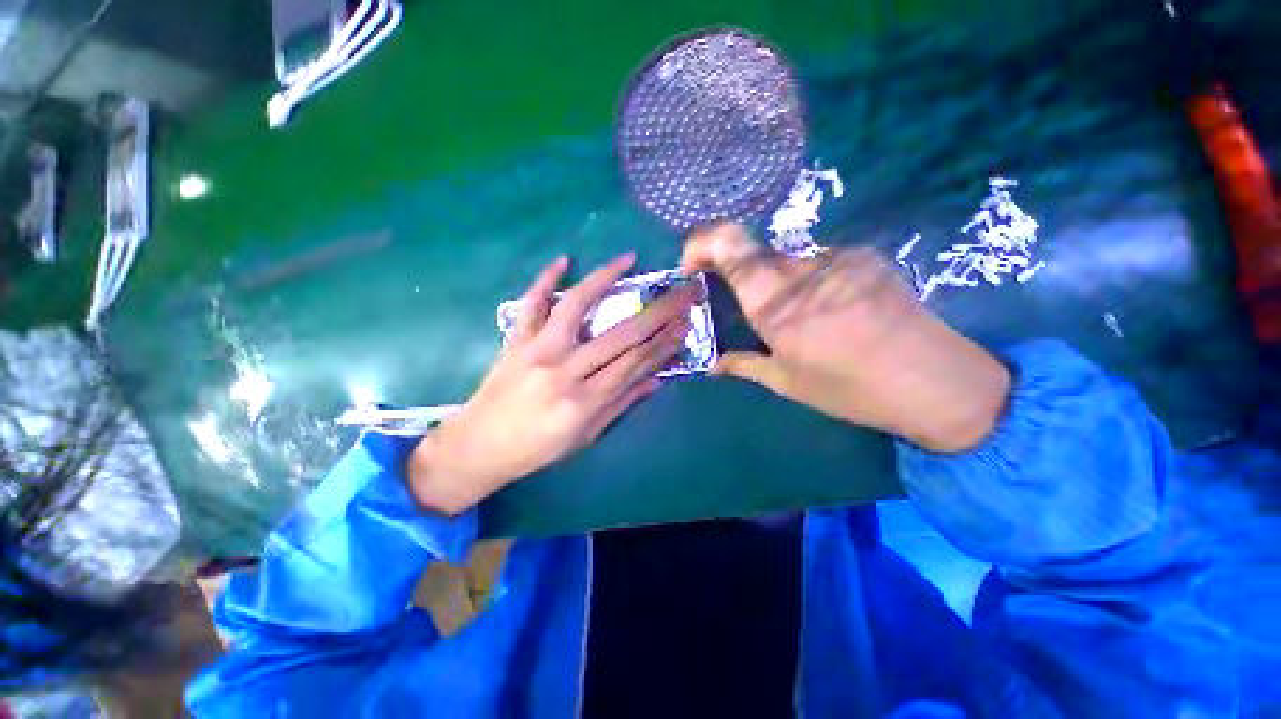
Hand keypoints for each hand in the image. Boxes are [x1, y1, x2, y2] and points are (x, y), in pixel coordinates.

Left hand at [407, 254, 694, 513]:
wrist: (478, 447)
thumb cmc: (537, 449)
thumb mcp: (585, 436)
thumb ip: (621, 404)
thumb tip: (655, 380)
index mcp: (585, 401)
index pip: (635, 363)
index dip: (663, 342)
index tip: (685, 323)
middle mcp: (564, 370)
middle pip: (620, 335)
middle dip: (657, 312)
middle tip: (681, 292)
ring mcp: (536, 350)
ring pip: (575, 307)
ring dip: (604, 279)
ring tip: (627, 259)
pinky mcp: (515, 341)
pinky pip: (529, 305)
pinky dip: (544, 280)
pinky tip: (563, 260)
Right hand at [681, 224, 1009, 452]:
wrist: (936, 381)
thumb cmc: (849, 388)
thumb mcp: (786, 382)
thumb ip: (743, 365)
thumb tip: (713, 364)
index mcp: (774, 299)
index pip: (727, 243)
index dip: (700, 244)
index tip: (692, 267)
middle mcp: (801, 267)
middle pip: (755, 256)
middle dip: (743, 281)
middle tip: (755, 315)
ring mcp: (837, 257)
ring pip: (788, 264)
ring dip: (780, 288)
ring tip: (802, 324)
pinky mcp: (864, 258)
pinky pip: (820, 265)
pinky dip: (810, 285)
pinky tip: (832, 315)